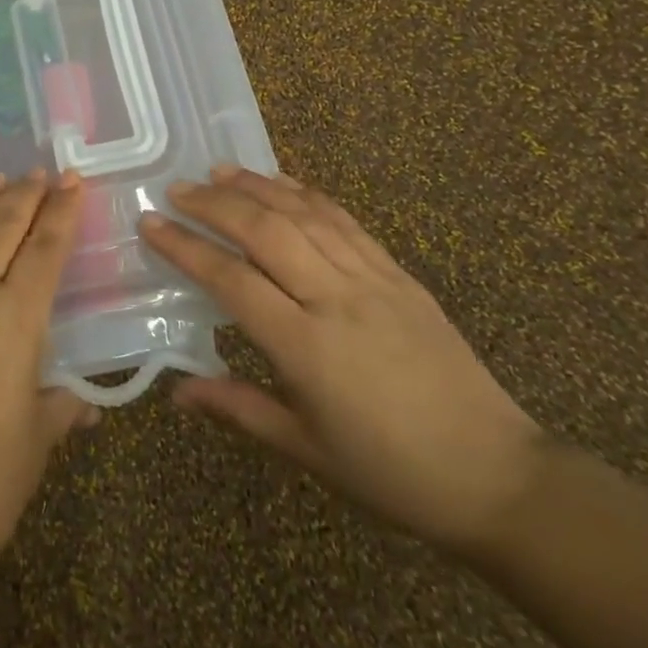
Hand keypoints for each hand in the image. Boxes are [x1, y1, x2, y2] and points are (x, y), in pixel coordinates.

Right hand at [141, 166, 545, 552]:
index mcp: (307, 348)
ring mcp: (374, 280)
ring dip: (258, 187)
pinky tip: (285, 183)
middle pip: (265, 231)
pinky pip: (346, 222)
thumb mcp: (306, 450)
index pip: (231, 280)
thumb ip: (237, 408)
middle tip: (177, 189)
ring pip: (306, 215)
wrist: (497, 476)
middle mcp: (336, 300)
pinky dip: (309, 195)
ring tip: (219, 171)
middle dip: (215, 204)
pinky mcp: (400, 275)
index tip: (150, 223)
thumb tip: (176, 392)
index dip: (186, 247)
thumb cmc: (391, 473)